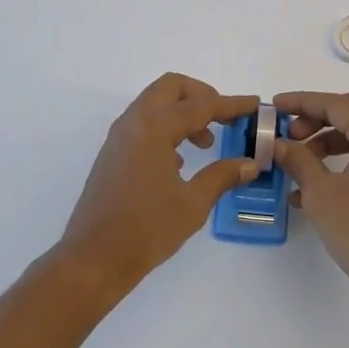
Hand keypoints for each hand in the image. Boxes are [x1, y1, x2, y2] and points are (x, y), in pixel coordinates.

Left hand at [59, 74, 260, 294]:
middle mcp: (134, 123)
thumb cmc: (147, 229)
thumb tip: (250, 163)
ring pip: (155, 103)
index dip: (231, 105)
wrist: (93, 259)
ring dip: (183, 112)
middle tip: (224, 118)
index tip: (255, 105)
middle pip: (171, 87)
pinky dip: (166, 128)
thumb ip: (222, 176)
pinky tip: (180, 160)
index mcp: (154, 128)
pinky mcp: (113, 153)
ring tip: (206, 143)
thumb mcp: (193, 203)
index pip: (201, 105)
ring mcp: (119, 137)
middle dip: (202, 96)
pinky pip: (144, 123)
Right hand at [273, 90, 348, 320]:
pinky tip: (305, 191)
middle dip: (317, 117)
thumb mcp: (321, 192)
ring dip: (324, 142)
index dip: (304, 102)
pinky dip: (336, 166)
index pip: (338, 105)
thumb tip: (278, 144)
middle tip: (290, 130)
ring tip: (295, 159)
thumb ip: (298, 160)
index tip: (276, 106)